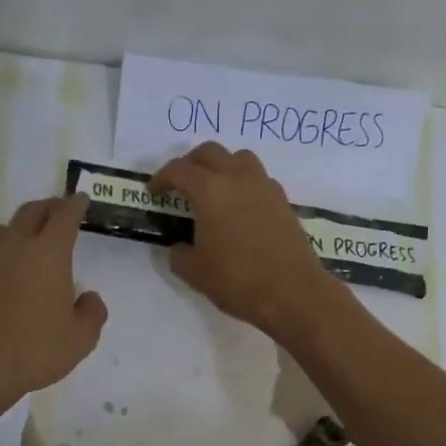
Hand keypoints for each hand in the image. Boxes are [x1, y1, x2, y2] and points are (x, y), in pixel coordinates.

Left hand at [0, 196, 107, 404]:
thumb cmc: (34, 350)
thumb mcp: (80, 339)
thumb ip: (92, 313)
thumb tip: (88, 297)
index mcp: (48, 254)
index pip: (64, 216)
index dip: (74, 205)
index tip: (80, 198)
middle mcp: (13, 248)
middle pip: (30, 213)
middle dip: (47, 206)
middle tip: (58, 209)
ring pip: (2, 231)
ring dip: (18, 229)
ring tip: (27, 240)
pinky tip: (1, 279)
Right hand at [150, 143, 339, 338]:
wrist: (292, 292)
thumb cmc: (237, 280)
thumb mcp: (195, 272)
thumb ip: (180, 254)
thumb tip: (181, 246)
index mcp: (210, 190)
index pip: (179, 170)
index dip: (162, 178)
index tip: (154, 192)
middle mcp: (238, 178)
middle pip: (210, 152)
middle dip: (191, 163)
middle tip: (181, 183)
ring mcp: (265, 187)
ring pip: (239, 158)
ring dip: (222, 166)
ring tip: (214, 189)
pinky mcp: (283, 201)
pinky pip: (258, 178)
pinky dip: (243, 183)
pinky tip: (240, 207)